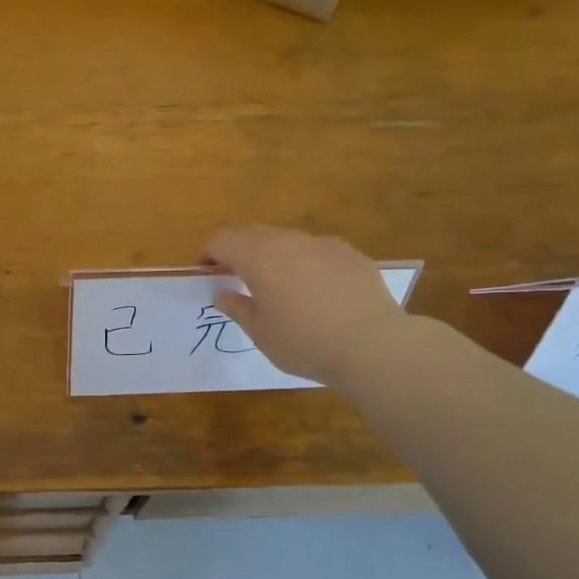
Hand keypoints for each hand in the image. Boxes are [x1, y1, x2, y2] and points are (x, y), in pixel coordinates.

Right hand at [204, 225, 404, 386]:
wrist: (372, 345)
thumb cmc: (304, 342)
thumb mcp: (260, 333)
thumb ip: (237, 307)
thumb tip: (222, 292)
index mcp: (258, 256)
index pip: (221, 240)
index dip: (208, 254)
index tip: (206, 274)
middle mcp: (288, 241)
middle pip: (252, 233)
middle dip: (237, 250)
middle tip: (235, 278)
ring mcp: (322, 244)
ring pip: (286, 240)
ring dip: (272, 255)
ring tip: (276, 286)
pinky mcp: (350, 254)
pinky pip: (316, 251)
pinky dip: (304, 263)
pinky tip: (315, 292)